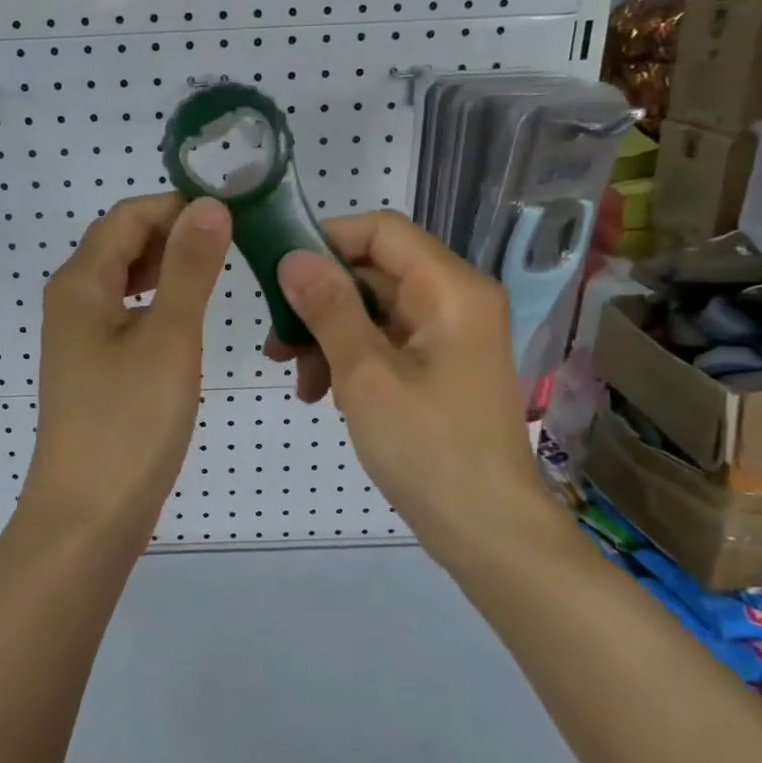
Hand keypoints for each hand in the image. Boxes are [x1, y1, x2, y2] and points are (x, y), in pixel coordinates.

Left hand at [21, 193, 232, 543]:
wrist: (88, 515)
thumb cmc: (130, 422)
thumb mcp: (169, 336)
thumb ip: (189, 267)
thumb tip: (209, 206)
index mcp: (81, 282)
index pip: (128, 216)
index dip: (178, 205)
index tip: (233, 214)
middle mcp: (71, 300)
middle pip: (121, 243)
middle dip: (174, 233)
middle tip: (234, 243)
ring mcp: (78, 337)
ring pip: (123, 280)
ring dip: (166, 267)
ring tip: (216, 273)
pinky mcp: (91, 368)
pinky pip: (124, 314)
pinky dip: (156, 303)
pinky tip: (185, 319)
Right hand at [266, 211, 554, 563]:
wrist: (487, 531)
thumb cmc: (428, 449)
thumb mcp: (366, 375)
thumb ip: (329, 309)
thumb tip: (293, 257)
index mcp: (450, 288)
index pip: (381, 230)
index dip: (326, 242)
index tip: (277, 273)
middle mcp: (455, 301)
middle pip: (374, 273)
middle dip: (319, 302)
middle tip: (274, 342)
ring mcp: (449, 337)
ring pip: (374, 311)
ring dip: (328, 336)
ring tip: (297, 379)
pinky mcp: (440, 368)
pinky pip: (386, 344)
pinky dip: (351, 360)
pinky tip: (324, 396)